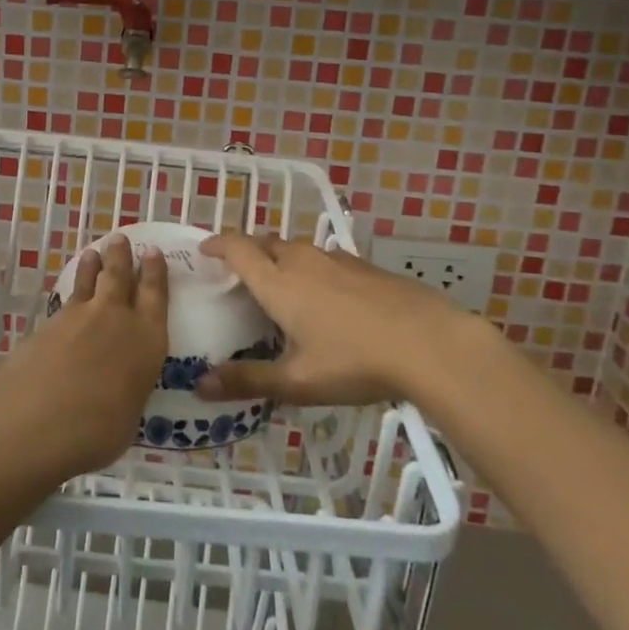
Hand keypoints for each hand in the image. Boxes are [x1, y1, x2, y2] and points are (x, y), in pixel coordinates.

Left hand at [0, 235, 167, 478]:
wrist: (33, 420)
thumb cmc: (96, 431)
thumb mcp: (127, 419)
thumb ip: (127, 392)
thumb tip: (119, 389)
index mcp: (146, 340)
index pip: (156, 296)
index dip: (155, 272)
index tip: (154, 252)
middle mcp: (115, 319)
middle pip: (120, 277)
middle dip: (122, 256)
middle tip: (120, 238)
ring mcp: (77, 318)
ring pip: (89, 282)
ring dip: (93, 266)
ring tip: (93, 252)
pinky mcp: (47, 325)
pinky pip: (66, 301)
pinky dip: (71, 291)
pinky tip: (68, 297)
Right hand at [195, 233, 472, 406]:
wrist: (430, 342)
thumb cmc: (355, 362)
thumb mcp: (298, 381)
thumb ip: (248, 381)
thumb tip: (198, 386)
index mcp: (278, 282)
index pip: (238, 248)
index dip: (217, 243)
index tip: (204, 249)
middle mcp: (303, 261)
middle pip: (266, 243)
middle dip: (248, 252)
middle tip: (240, 275)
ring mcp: (337, 259)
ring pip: (298, 249)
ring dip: (281, 259)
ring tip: (281, 286)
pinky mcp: (365, 266)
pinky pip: (325, 259)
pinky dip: (312, 269)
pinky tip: (327, 297)